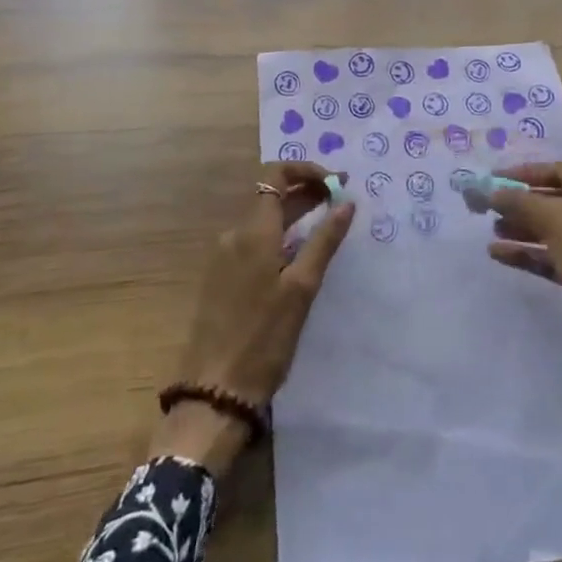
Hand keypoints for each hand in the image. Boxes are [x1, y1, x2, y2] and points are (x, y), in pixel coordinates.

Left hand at [151, 163, 353, 473]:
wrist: (214, 391)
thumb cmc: (264, 339)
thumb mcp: (302, 289)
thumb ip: (324, 241)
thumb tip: (346, 202)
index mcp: (253, 232)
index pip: (275, 175)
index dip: (306, 170)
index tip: (336, 182)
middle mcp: (234, 235)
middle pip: (271, 196)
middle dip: (306, 190)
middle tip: (341, 199)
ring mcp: (224, 256)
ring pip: (263, 219)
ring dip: (295, 213)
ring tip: (327, 223)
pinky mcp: (222, 277)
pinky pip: (254, 241)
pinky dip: (280, 235)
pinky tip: (300, 253)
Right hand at [488, 162, 561, 386]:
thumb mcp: (556, 219)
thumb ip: (521, 201)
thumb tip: (491, 191)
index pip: (558, 169)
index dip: (524, 172)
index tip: (492, 178)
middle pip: (553, 199)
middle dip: (519, 201)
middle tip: (485, 206)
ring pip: (551, 229)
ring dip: (520, 228)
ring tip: (490, 231)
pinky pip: (552, 256)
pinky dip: (527, 253)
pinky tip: (498, 255)